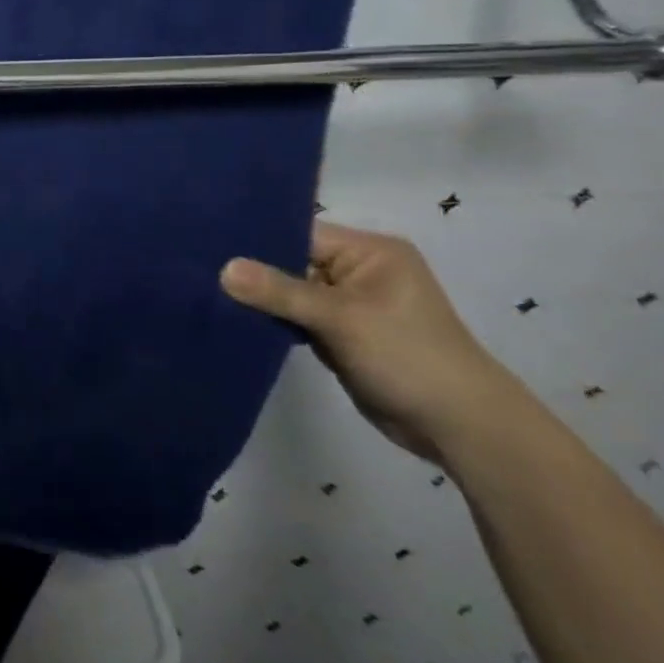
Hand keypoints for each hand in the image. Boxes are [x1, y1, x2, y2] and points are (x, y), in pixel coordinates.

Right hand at [220, 221, 523, 464]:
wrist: (462, 429)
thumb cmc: (408, 357)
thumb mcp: (341, 319)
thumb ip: (280, 292)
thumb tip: (223, 269)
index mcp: (369, 251)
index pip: (299, 233)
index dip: (257, 240)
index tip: (207, 244)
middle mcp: (359, 271)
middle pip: (291, 261)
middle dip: (253, 271)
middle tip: (200, 270)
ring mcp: (350, 304)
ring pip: (290, 292)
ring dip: (261, 300)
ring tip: (208, 292)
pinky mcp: (342, 334)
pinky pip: (297, 318)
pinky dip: (274, 321)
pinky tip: (236, 318)